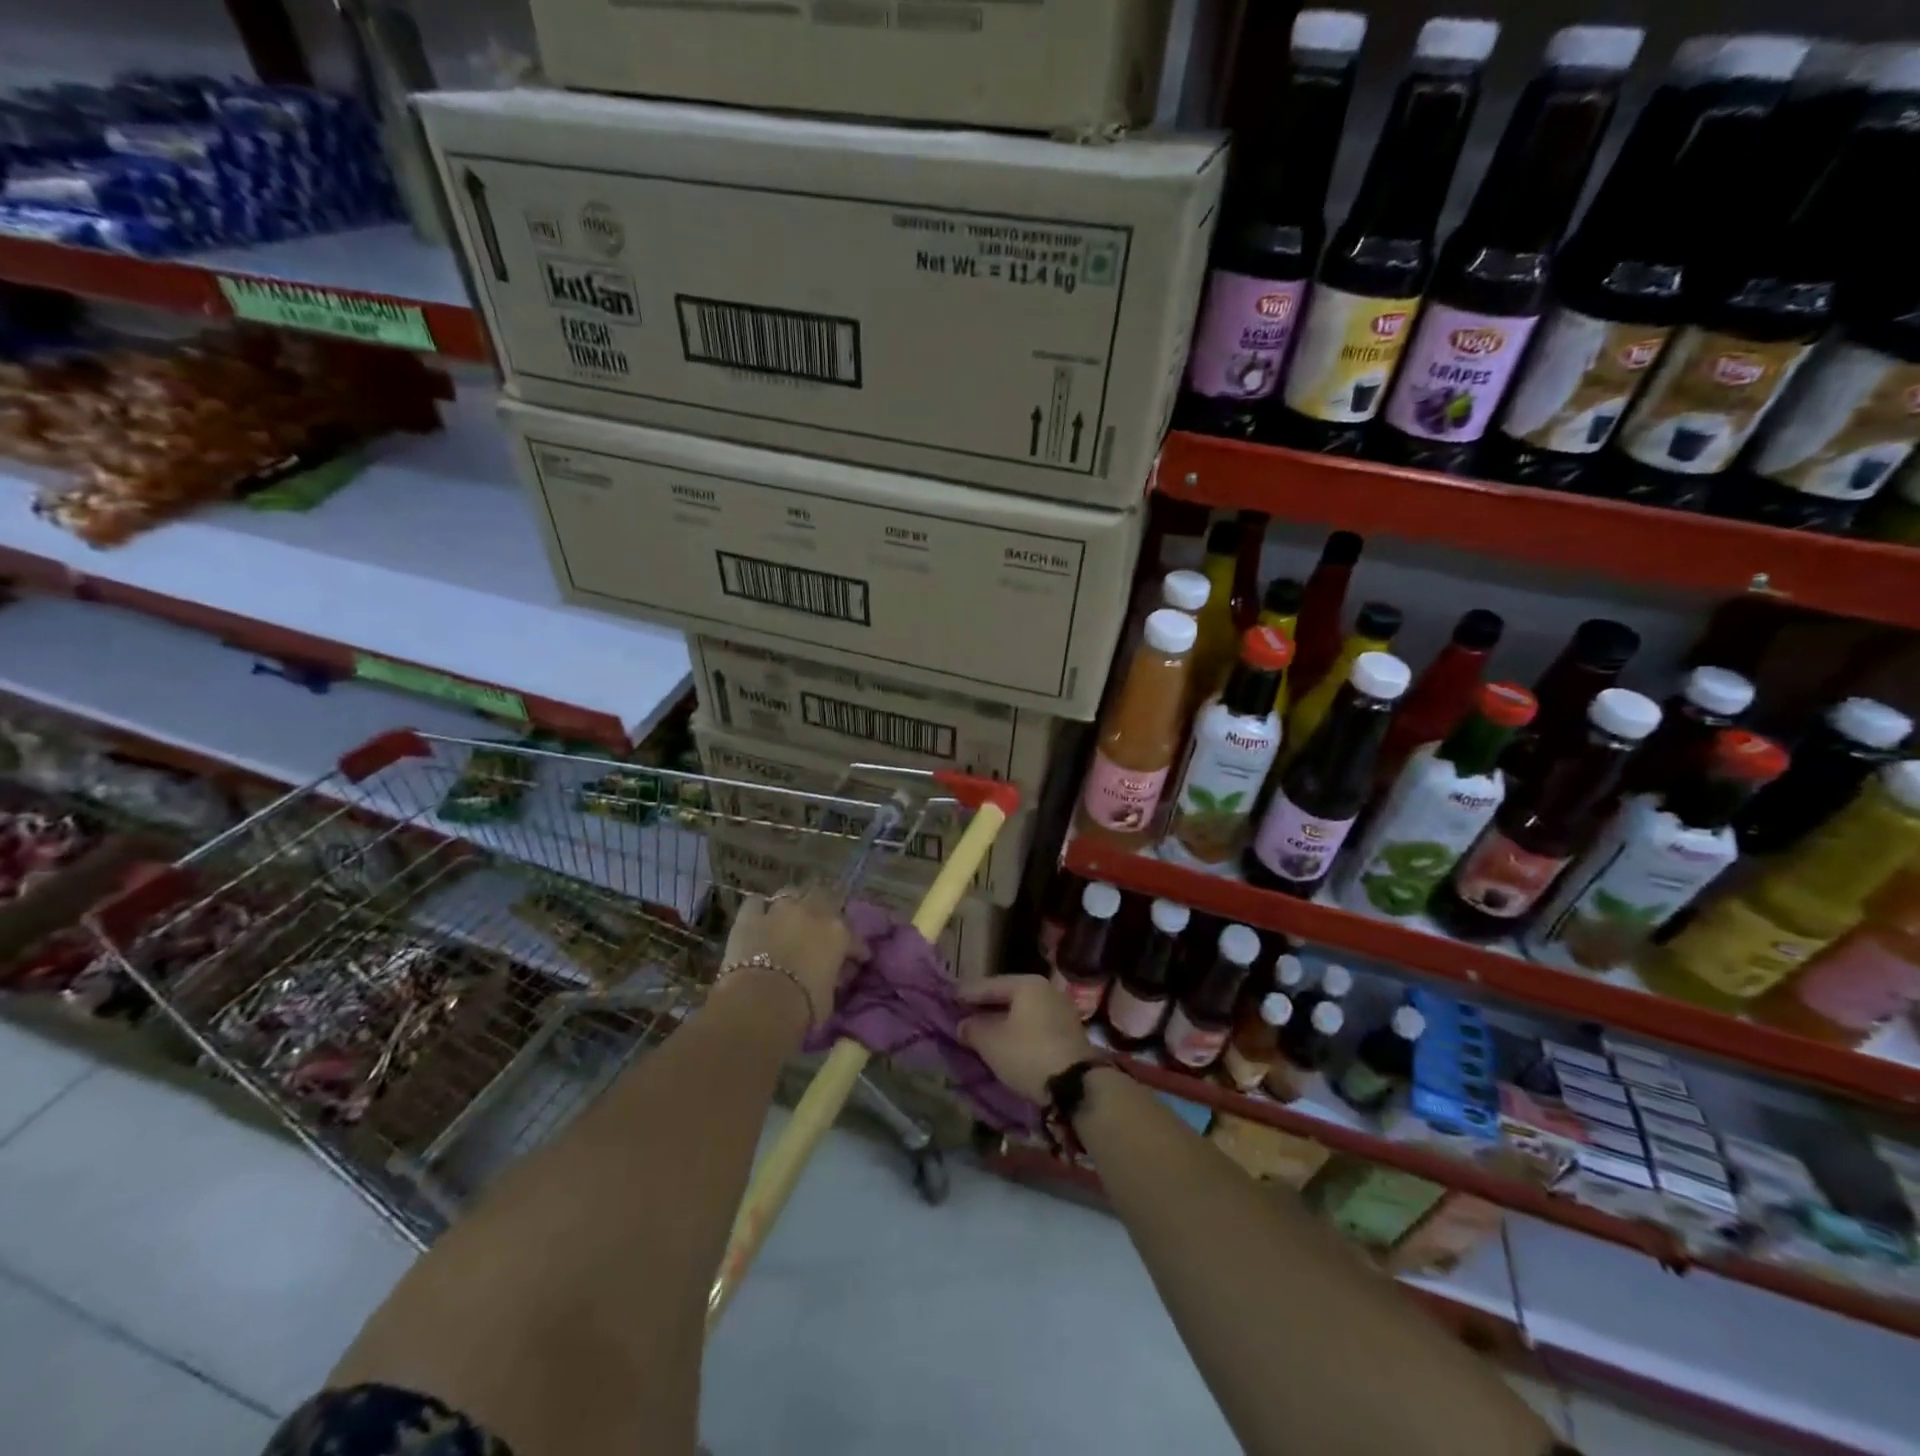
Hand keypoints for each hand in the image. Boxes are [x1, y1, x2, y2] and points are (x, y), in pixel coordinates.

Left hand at [721, 888, 851, 1029]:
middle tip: (820, 925)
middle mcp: (811, 912)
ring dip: (793, 904)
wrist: (758, 1005)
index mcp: (837, 932)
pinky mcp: (749, 917)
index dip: (856, 948)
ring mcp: (779, 911)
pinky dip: (758, 909)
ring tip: (790, 917)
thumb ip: (834, 977)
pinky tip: (759, 918)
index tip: (858, 958)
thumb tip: (835, 973)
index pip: (854, 936)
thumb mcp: (830, 996)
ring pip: (790, 893)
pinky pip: (755, 903)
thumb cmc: (802, 1007)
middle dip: (824, 907)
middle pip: (823, 895)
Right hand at [956, 976, 1094, 1102]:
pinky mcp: (1068, 1034)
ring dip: (1001, 1022)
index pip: (990, 985)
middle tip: (962, 1015)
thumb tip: (963, 1024)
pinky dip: (1017, 1033)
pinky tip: (1004, 1044)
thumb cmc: (1028, 1054)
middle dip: (984, 1008)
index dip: (967, 993)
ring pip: (1021, 1013)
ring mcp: (1061, 1012)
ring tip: (980, 1032)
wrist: (1076, 1086)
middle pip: (1008, 997)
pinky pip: (1034, 1027)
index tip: (948, 998)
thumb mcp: (991, 1042)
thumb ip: (973, 1029)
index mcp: (1028, 984)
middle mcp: (1047, 991)